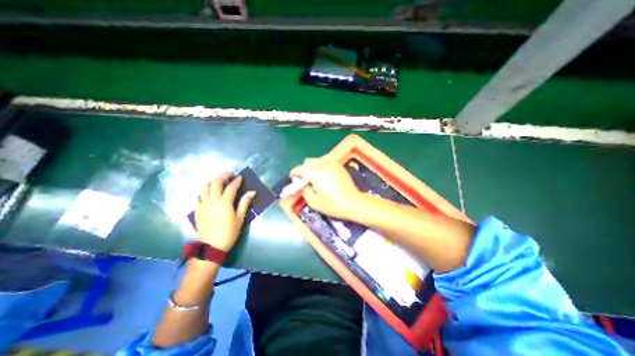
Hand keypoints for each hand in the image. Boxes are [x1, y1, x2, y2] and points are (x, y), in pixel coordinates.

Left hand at [194, 173, 253, 251]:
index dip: (236, 181)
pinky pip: (197, 196)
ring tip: (218, 181)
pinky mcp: (197, 209)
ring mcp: (202, 204)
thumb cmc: (229, 232)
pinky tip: (207, 192)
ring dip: (212, 181)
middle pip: (215, 182)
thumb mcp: (240, 218)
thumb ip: (244, 203)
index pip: (231, 186)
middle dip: (223, 176)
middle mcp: (212, 200)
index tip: (240, 177)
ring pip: (204, 186)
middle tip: (229, 174)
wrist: (211, 247)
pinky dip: (203, 191)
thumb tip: (252, 192)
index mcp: (224, 202)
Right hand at [289, 156, 363, 218]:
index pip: (300, 169)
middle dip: (303, 170)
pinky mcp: (338, 165)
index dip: (294, 174)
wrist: (353, 202)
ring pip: (316, 159)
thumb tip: (301, 184)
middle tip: (305, 180)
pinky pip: (326, 159)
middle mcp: (323, 165)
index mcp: (315, 174)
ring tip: (315, 176)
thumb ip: (304, 191)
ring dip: (312, 166)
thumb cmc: (333, 205)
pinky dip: (322, 164)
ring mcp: (332, 163)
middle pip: (308, 162)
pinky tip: (324, 173)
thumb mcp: (314, 202)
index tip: (293, 179)